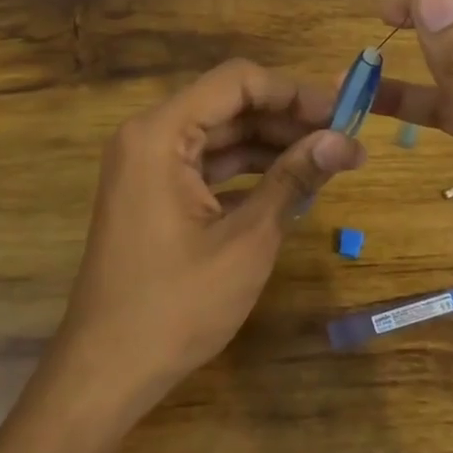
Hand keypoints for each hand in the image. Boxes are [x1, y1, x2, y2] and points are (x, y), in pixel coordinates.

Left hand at [54, 58, 365, 410]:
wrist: (106, 371)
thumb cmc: (176, 305)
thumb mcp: (247, 240)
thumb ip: (294, 179)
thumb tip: (344, 140)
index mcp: (161, 133)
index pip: (237, 81)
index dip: (294, 92)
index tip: (343, 113)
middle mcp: (149, 136)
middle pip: (230, 105)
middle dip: (289, 119)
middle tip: (346, 141)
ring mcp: (148, 165)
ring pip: (221, 134)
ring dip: (273, 144)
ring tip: (330, 161)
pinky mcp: (154, 192)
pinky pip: (208, 164)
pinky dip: (248, 170)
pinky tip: (291, 183)